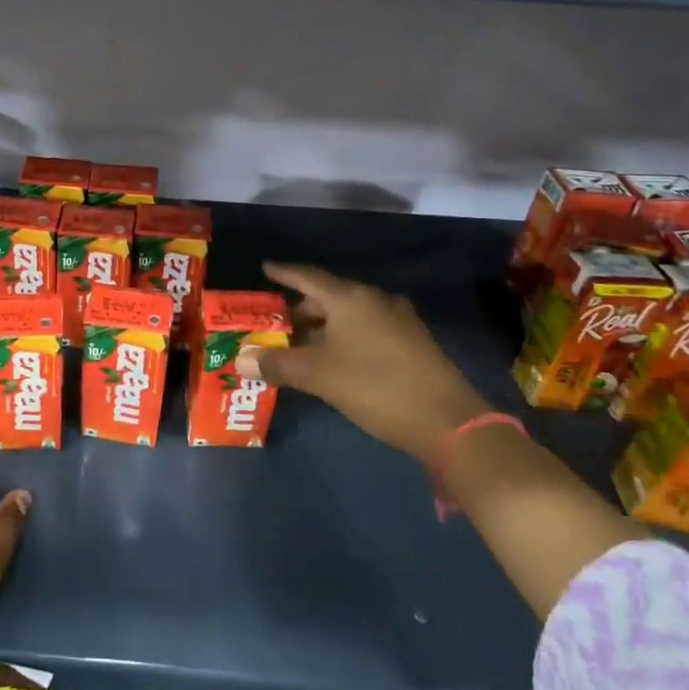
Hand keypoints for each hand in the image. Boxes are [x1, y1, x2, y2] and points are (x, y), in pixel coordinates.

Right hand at [236, 262, 489, 465]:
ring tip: (299, 343)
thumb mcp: (318, 376)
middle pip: (328, 296)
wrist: (448, 422)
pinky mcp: (412, 343)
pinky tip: (334, 358)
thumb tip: (240, 359)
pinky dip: (343, 337)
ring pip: (349, 315)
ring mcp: (398, 320)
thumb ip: (277, 364)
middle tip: (274, 322)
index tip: (265, 268)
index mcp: (351, 298)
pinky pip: (366, 329)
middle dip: (300, 308)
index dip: (284, 273)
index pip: (308, 277)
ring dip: (322, 326)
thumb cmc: (375, 387)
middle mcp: (375, 300)